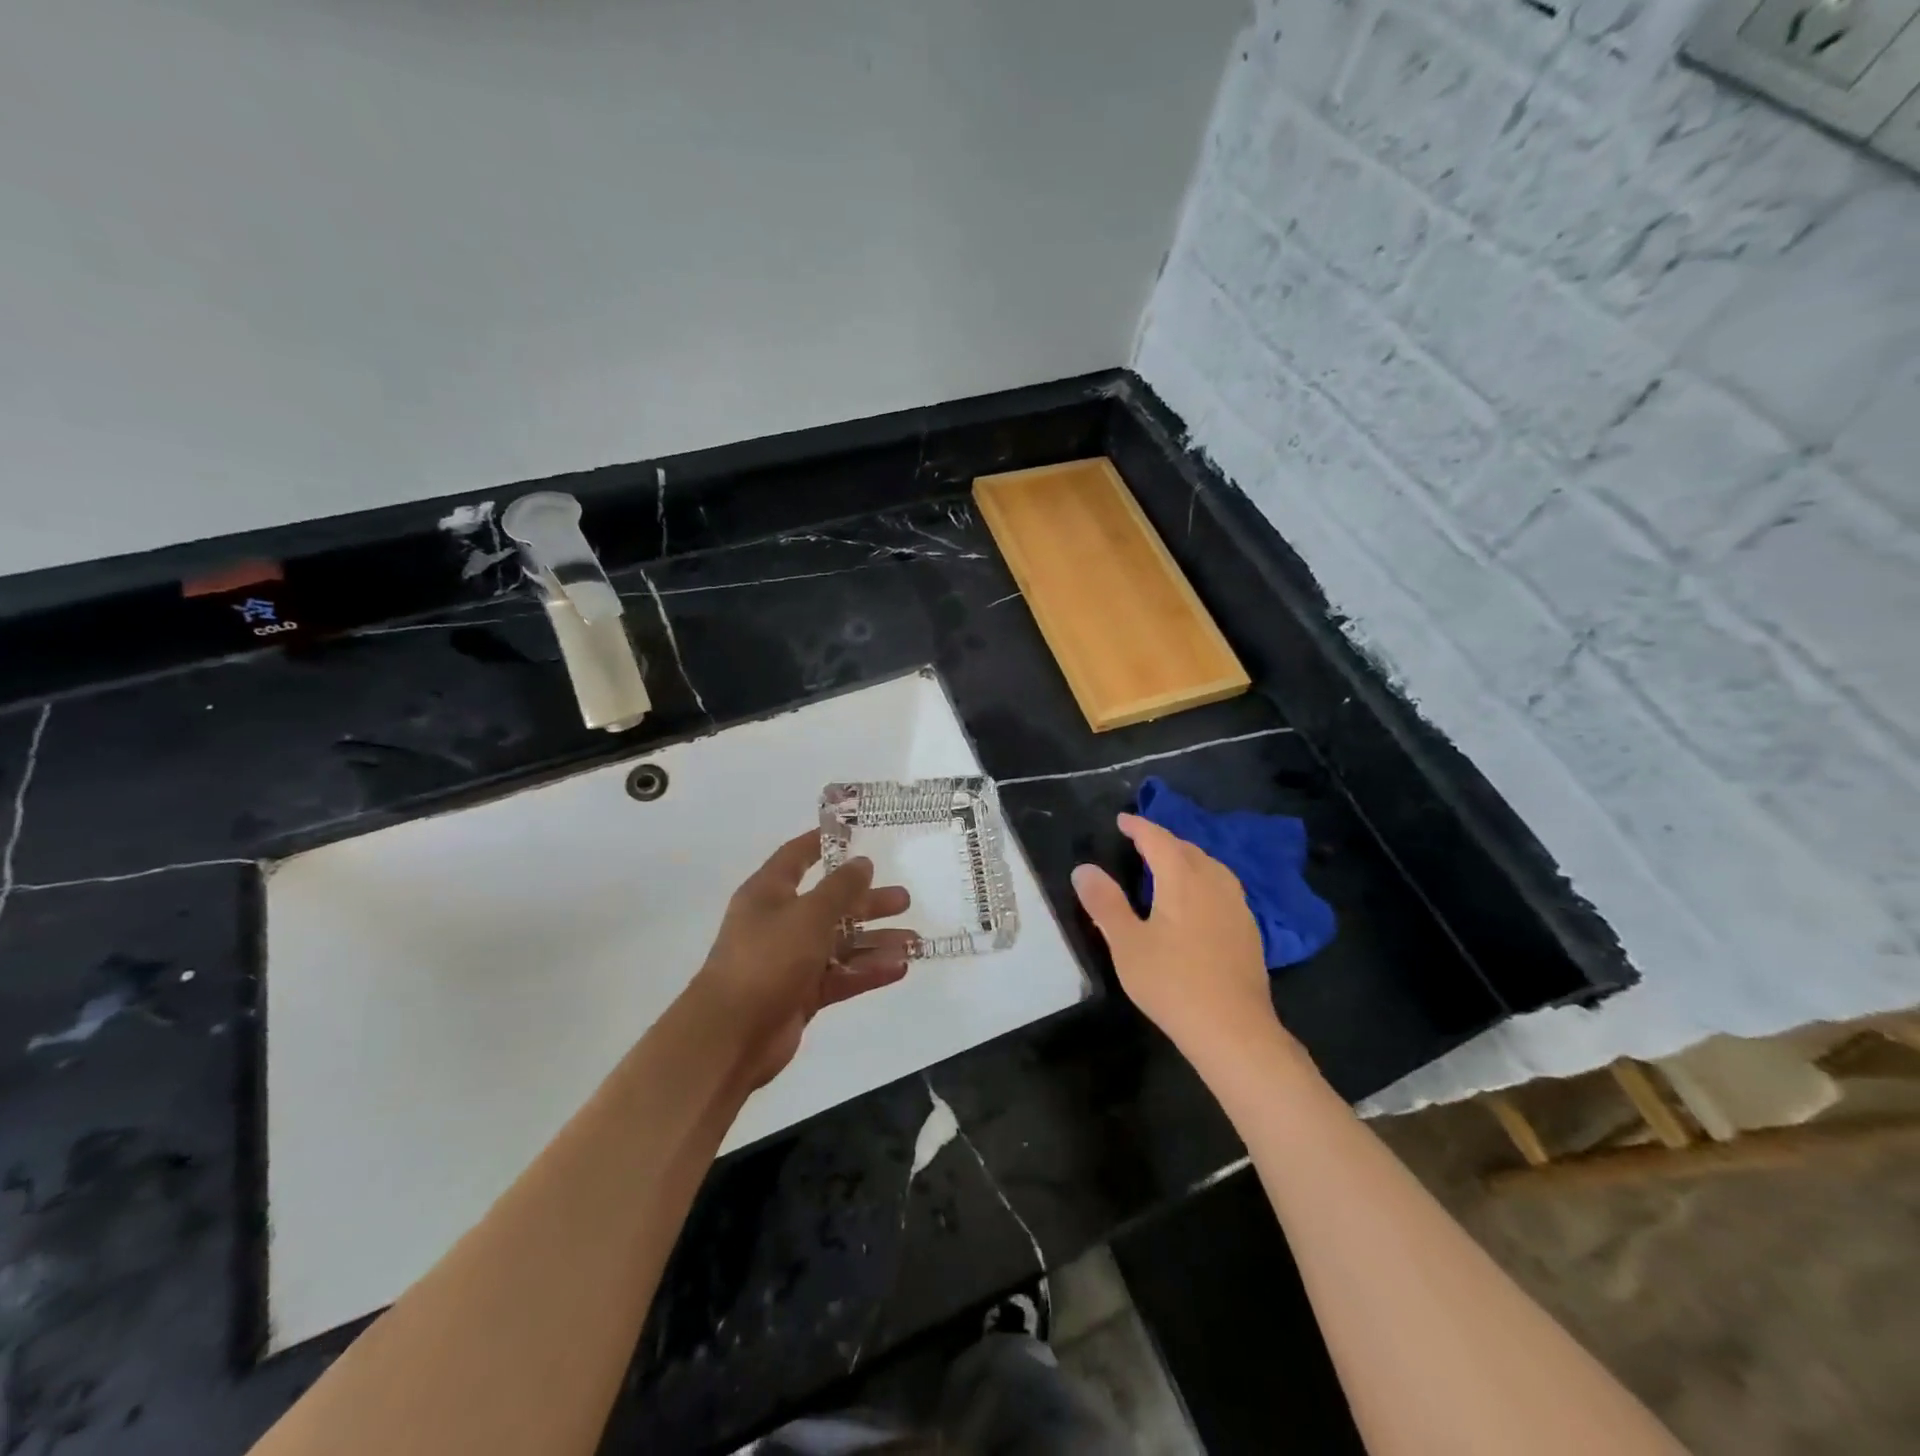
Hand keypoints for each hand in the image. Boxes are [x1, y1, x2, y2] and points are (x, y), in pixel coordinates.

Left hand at [692, 831, 917, 1087]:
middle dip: (867, 901)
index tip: (856, 834)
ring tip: (914, 940)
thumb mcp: (809, 914)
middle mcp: (779, 922)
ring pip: (840, 943)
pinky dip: (867, 971)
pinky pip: (840, 975)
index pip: (796, 856)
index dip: (823, 843)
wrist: (730, 1036)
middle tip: (904, 899)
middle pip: (829, 904)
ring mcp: (790, 960)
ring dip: (875, 940)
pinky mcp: (801, 994)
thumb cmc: (767, 959)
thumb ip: (840, 888)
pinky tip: (899, 968)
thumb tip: (863, 862)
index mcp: (769, 893)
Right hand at [1071, 813, 1278, 1055]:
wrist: (1233, 1029)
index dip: (1139, 827)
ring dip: (1187, 858)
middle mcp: (1214, 882)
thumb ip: (1104, 903)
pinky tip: (1199, 900)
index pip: (1158, 839)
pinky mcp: (1249, 930)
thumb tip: (1084, 869)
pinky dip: (1204, 879)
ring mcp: (1237, 906)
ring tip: (1169, 865)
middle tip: (1140, 841)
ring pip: (1210, 866)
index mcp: (1182, 879)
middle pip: (1187, 849)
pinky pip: (1223, 887)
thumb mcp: (1126, 944)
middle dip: (1163, 840)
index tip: (1122, 820)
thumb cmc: (1172, 983)